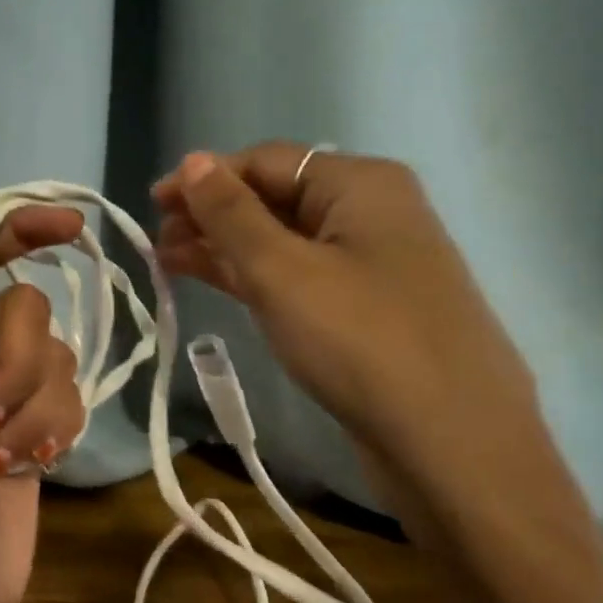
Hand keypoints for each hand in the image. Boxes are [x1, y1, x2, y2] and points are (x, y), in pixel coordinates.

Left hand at [0, 182, 86, 602]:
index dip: (24, 230)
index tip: (72, 228)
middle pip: (29, 308)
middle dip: (16, 361)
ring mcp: (3, 391)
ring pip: (57, 357)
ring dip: (33, 407)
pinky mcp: (35, 428)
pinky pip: (70, 400)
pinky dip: (51, 431)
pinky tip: (28, 466)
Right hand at [151, 144, 544, 505]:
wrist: (450, 442)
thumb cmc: (360, 340)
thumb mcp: (282, 271)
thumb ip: (231, 214)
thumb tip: (193, 160)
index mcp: (359, 185)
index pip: (266, 161)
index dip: (205, 178)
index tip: (152, 204)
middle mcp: (369, 213)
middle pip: (274, 197)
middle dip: (212, 214)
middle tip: (157, 241)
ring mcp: (370, 263)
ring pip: (282, 240)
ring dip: (225, 247)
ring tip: (169, 262)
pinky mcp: (364, 309)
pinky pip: (298, 276)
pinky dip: (253, 276)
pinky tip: (215, 282)